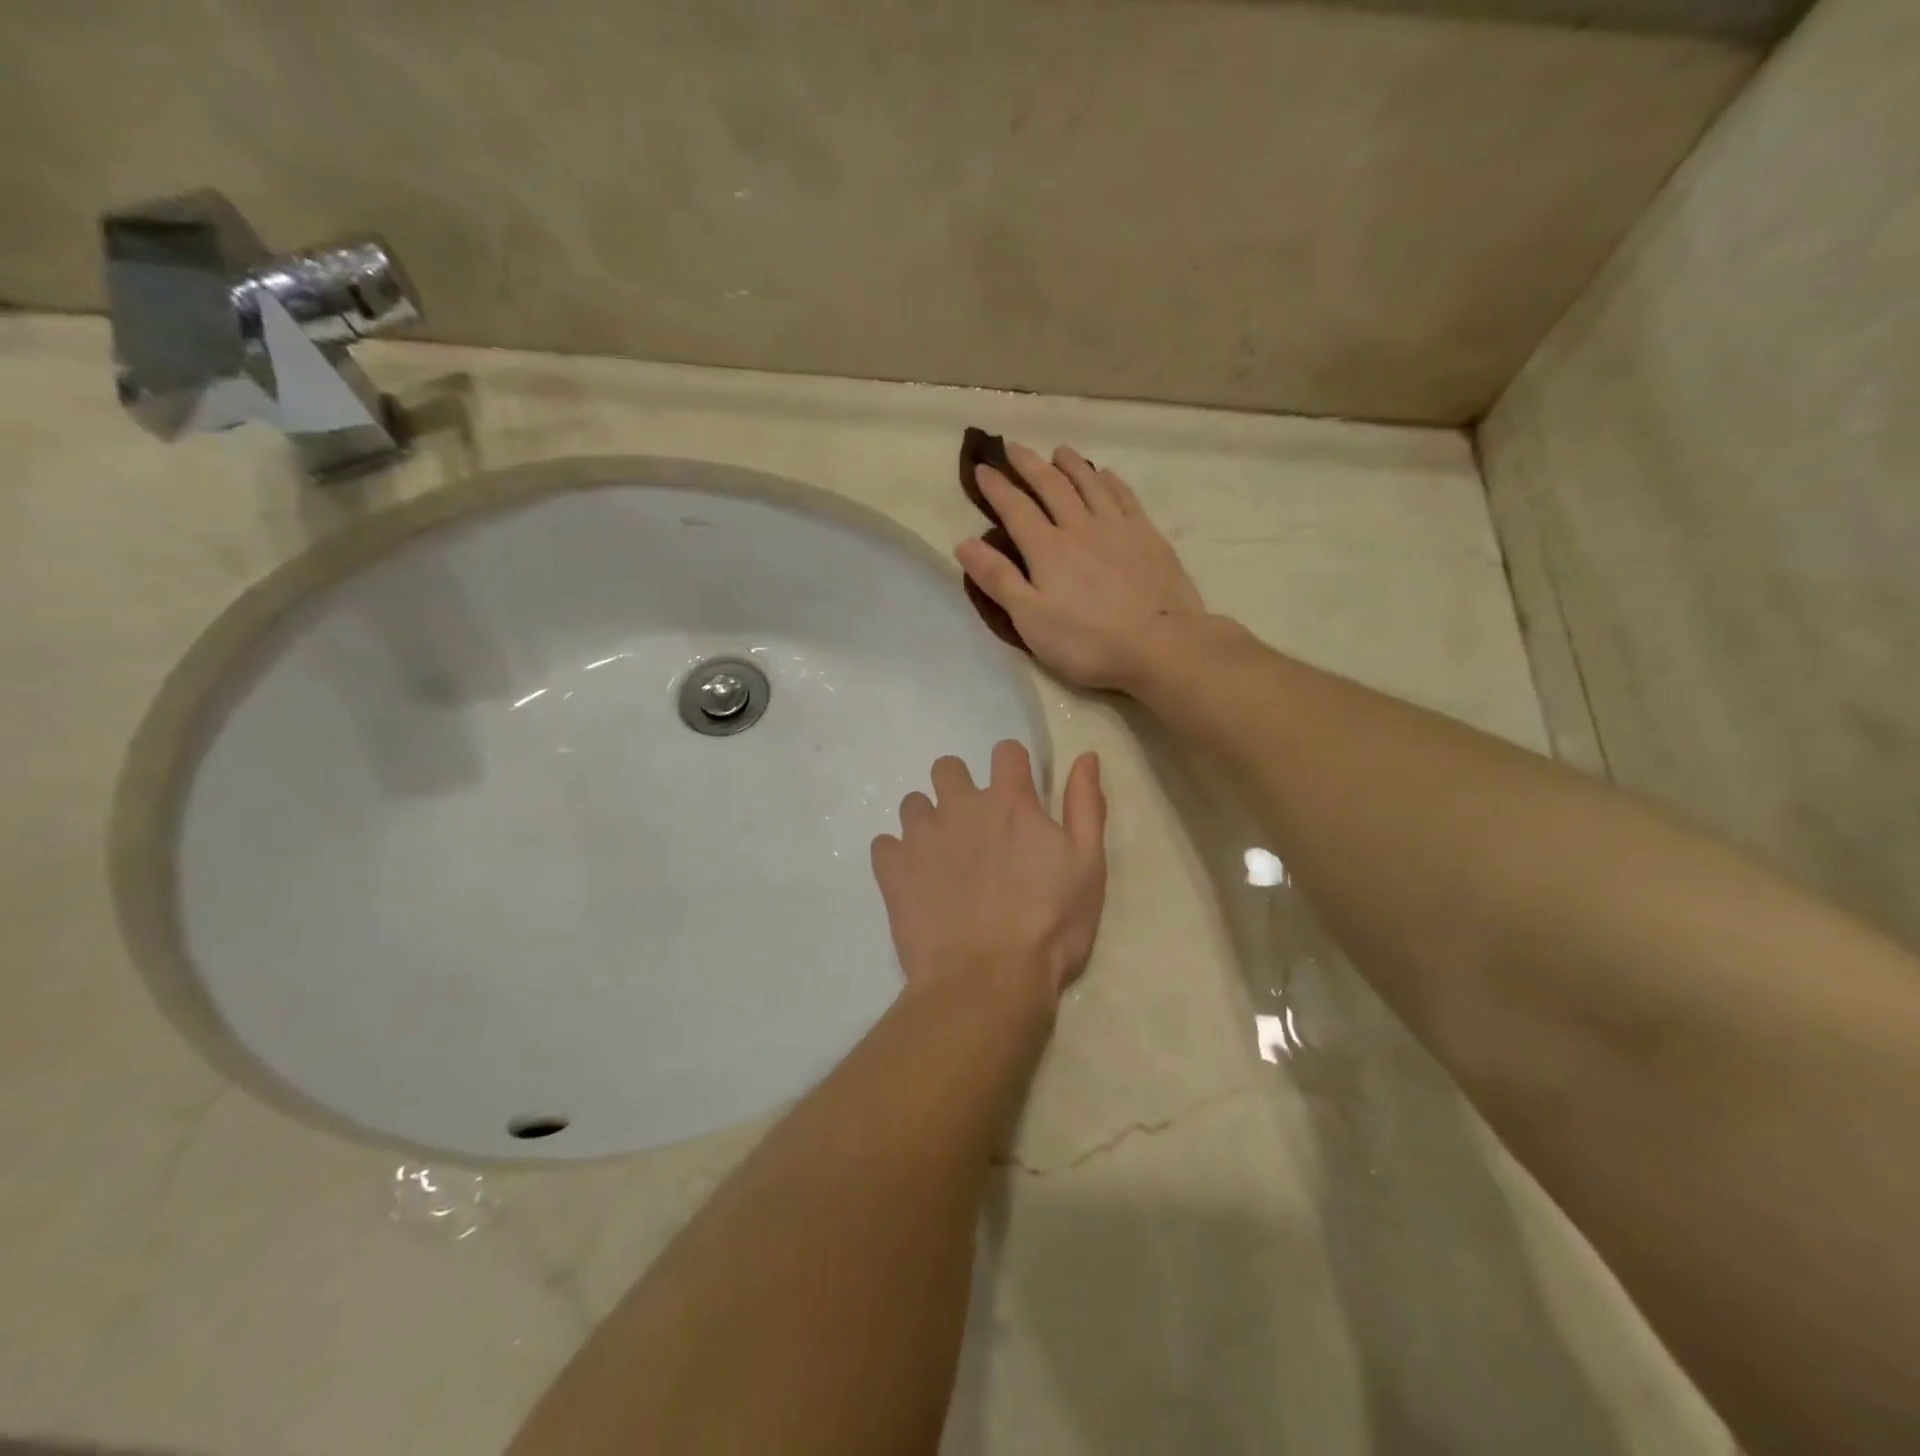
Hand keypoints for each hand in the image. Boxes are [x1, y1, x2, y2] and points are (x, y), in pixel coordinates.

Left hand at [871, 741, 1106, 999]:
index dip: (1012, 767)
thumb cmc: (1050, 925)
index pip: (1005, 751)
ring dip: (927, 821)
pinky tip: (914, 882)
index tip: (1018, 794)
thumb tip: (1086, 756)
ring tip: (942, 859)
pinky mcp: (892, 869)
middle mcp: (960, 806)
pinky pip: (884, 845)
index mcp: (1010, 801)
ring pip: (913, 804)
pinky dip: (897, 858)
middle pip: (947, 768)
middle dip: (959, 787)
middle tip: (974, 827)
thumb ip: (1085, 806)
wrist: (988, 981)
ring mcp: (921, 836)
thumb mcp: (1088, 866)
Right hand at [957, 443, 1205, 691]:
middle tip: (1014, 448)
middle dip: (1029, 465)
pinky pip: (1124, 497)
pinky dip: (1110, 481)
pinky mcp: (1148, 537)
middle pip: (1052, 486)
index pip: (1015, 508)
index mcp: (1047, 549)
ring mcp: (1118, 528)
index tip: (982, 468)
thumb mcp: (1031, 619)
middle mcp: (1080, 527)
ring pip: (1090, 484)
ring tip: (1059, 451)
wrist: (1161, 644)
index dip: (996, 487)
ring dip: (1071, 465)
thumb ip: (998, 579)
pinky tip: (1106, 475)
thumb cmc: (1087, 641)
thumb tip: (964, 543)